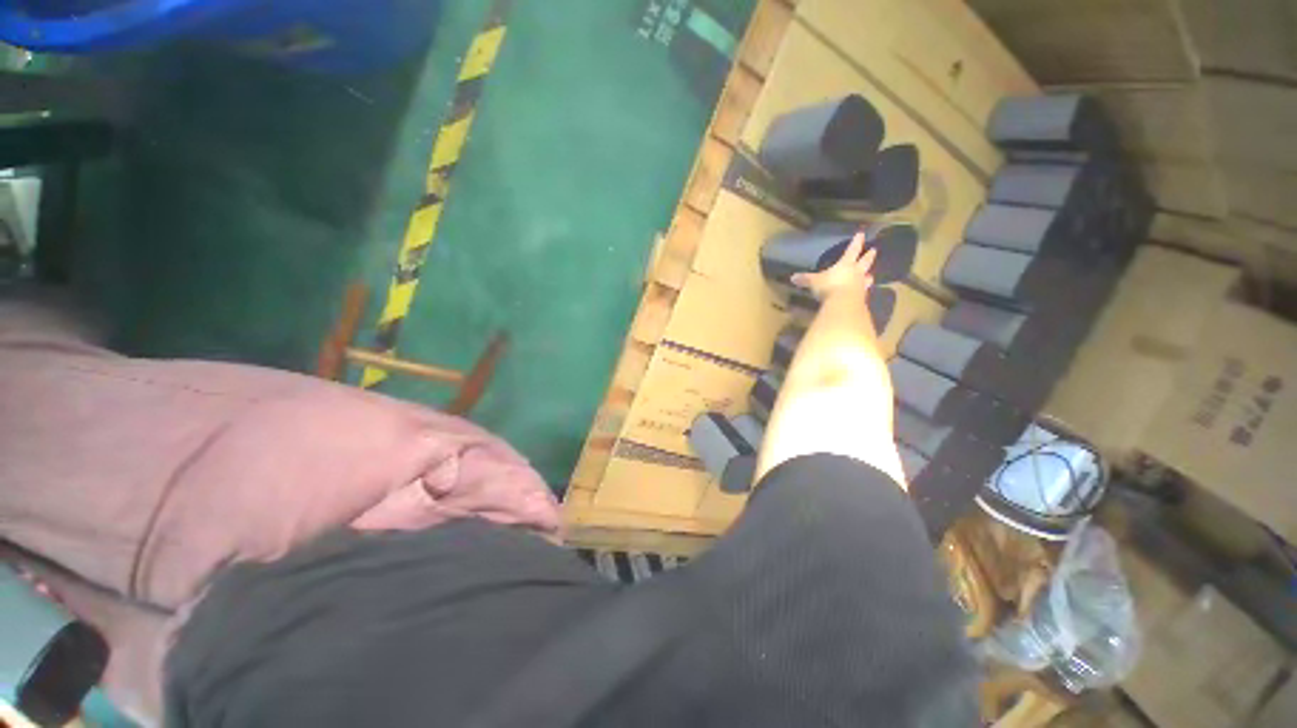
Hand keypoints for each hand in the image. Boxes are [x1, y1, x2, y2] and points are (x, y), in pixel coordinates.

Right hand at [790, 230, 875, 299]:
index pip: (852, 250)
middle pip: (864, 261)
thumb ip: (805, 279)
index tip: (861, 233)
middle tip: (874, 250)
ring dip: (869, 275)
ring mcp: (861, 284)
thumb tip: (792, 277)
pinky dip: (864, 290)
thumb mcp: (814, 282)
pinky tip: (863, 292)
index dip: (856, 242)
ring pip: (867, 277)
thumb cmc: (830, 286)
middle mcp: (856, 272)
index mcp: (846, 264)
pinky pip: (864, 291)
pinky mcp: (862, 297)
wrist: (844, 303)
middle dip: (868, 256)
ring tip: (871, 275)